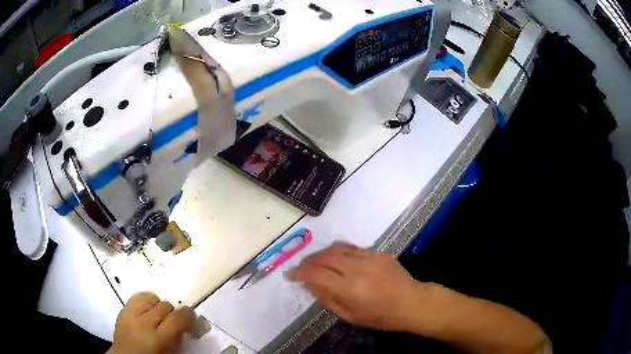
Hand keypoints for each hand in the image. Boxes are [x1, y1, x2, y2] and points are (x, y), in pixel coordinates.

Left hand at [108, 292, 194, 353]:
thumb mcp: (169, 353)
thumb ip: (178, 338)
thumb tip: (190, 323)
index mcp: (158, 339)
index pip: (177, 318)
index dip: (188, 315)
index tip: (192, 317)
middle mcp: (143, 323)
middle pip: (165, 306)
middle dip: (173, 312)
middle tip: (175, 321)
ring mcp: (130, 314)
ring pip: (152, 298)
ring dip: (159, 306)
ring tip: (160, 316)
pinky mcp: (123, 309)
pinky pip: (138, 296)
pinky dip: (146, 299)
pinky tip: (149, 307)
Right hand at [288, 241, 426, 331]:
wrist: (410, 302)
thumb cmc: (379, 316)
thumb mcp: (349, 315)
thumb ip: (327, 299)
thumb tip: (310, 284)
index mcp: (348, 288)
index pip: (316, 274)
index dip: (300, 273)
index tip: (291, 274)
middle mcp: (356, 268)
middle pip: (324, 257)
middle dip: (308, 261)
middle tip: (302, 267)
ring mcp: (368, 257)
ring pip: (337, 248)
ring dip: (322, 253)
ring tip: (316, 261)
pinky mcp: (377, 252)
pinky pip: (352, 247)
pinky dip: (338, 250)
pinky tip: (336, 256)